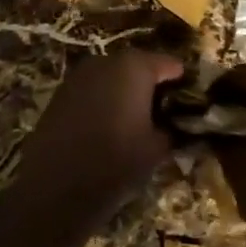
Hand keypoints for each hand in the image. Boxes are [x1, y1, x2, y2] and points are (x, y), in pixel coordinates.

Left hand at [6, 50, 184, 239]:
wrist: (56, 185)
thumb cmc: (116, 162)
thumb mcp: (156, 149)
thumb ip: (170, 130)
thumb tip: (172, 126)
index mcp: (135, 67)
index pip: (168, 64)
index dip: (181, 82)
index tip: (189, 101)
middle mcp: (106, 61)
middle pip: (137, 66)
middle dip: (151, 84)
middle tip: (163, 110)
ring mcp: (79, 75)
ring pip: (112, 76)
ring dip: (124, 91)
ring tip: (135, 118)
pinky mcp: (60, 92)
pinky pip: (91, 89)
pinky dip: (102, 100)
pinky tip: (107, 124)